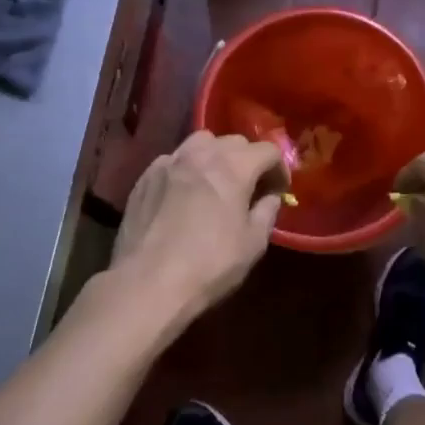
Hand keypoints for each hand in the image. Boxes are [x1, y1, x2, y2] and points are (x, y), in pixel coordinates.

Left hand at [110, 131, 286, 325]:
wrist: (148, 283)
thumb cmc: (209, 265)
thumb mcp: (253, 244)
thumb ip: (267, 212)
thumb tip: (270, 197)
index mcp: (233, 167)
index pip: (267, 150)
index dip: (279, 168)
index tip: (279, 190)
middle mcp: (201, 154)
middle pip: (234, 141)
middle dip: (248, 159)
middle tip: (250, 187)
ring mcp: (168, 163)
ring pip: (200, 143)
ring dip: (215, 156)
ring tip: (215, 182)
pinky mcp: (145, 177)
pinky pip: (173, 160)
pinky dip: (186, 169)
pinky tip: (184, 193)